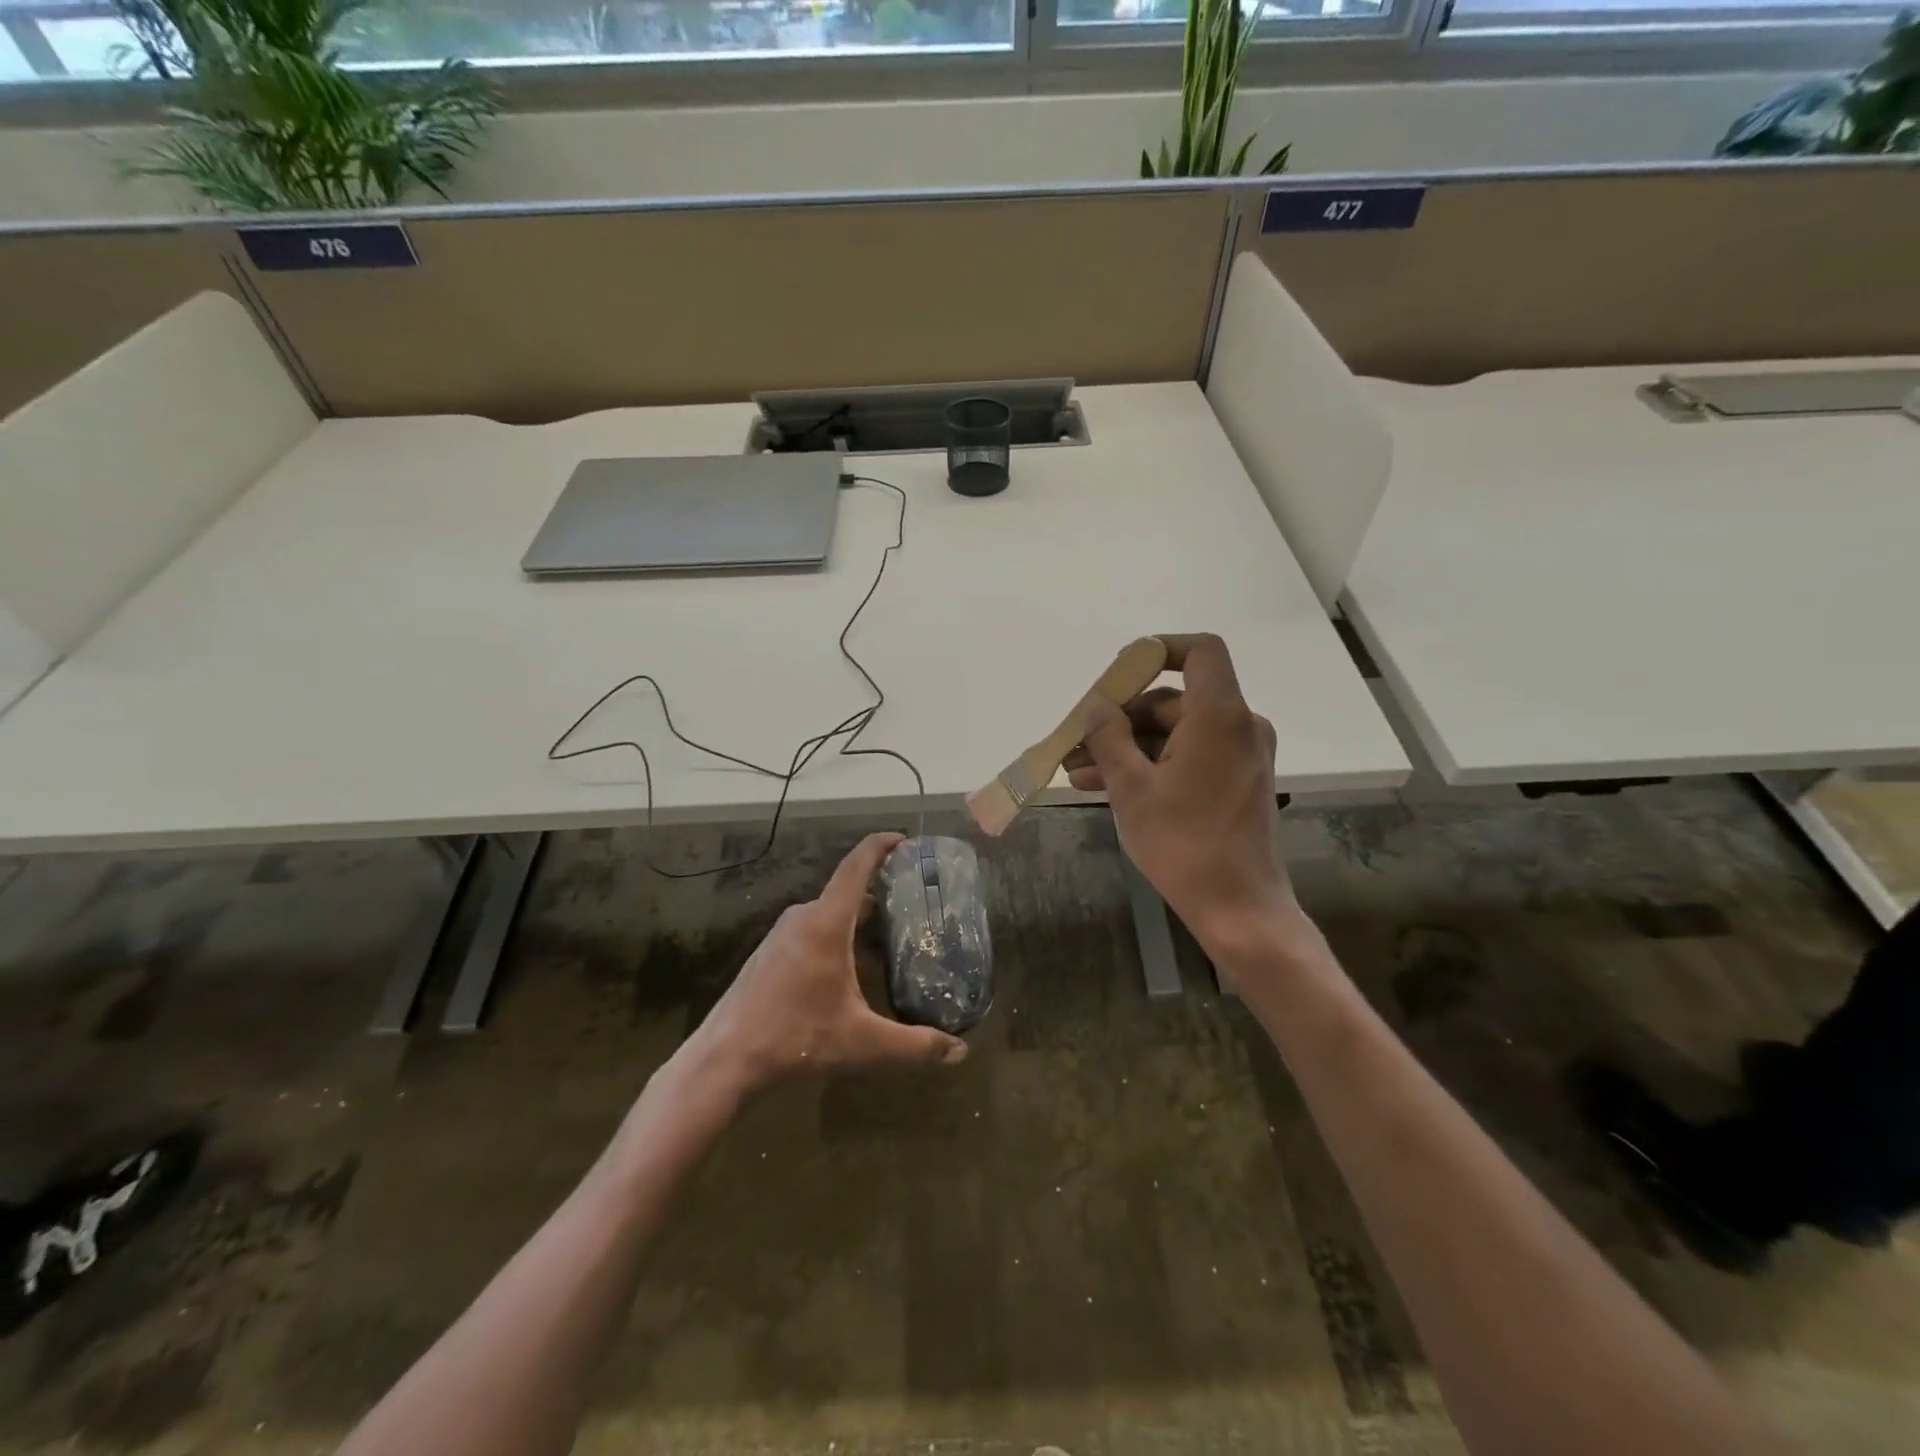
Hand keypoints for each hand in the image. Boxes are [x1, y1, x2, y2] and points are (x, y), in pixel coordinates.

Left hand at [683, 832, 968, 1094]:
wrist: (723, 1061)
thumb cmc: (795, 1038)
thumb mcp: (863, 1043)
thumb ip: (915, 1045)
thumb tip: (959, 1052)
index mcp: (826, 922)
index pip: (857, 865)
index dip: (881, 845)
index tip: (906, 839)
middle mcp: (803, 917)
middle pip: (849, 892)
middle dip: (883, 895)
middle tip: (916, 910)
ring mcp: (782, 934)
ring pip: (830, 914)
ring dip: (860, 921)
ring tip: (891, 943)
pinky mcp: (770, 953)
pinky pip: (813, 930)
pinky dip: (838, 936)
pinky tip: (851, 970)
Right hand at [1066, 634, 1301, 950]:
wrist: (1238, 908)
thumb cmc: (1183, 843)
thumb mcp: (1132, 788)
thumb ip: (1109, 737)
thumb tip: (1097, 707)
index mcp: (1220, 716)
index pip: (1200, 651)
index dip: (1158, 650)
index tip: (1118, 672)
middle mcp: (1239, 726)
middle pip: (1174, 699)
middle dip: (1120, 718)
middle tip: (1077, 742)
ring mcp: (1240, 756)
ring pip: (1174, 734)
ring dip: (1127, 748)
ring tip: (1076, 773)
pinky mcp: (1237, 782)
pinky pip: (1188, 757)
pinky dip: (1151, 765)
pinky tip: (1104, 787)